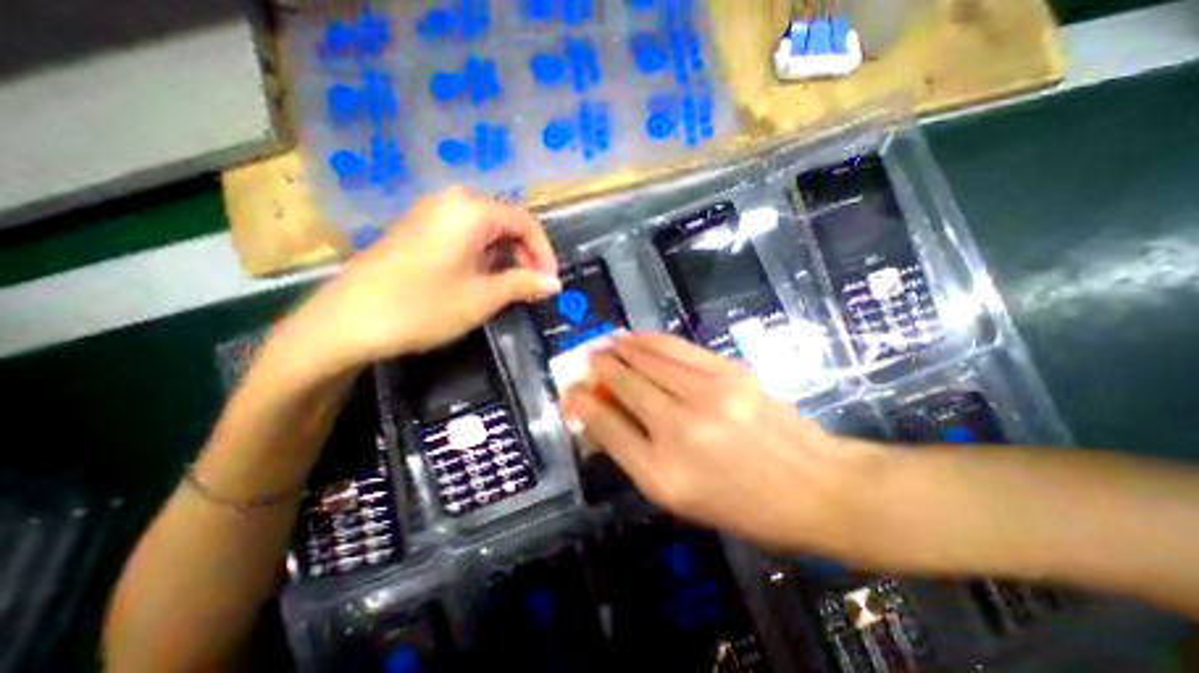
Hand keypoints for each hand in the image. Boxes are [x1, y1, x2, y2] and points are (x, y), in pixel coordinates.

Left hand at [273, 187, 559, 380]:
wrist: (346, 321)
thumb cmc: (422, 307)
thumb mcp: (482, 298)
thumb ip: (523, 285)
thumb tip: (555, 283)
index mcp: (471, 210)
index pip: (526, 223)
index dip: (544, 254)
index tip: (549, 283)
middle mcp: (453, 201)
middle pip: (506, 223)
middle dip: (526, 255)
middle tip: (533, 288)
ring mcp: (431, 212)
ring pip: (487, 230)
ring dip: (506, 258)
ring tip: (512, 288)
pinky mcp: (418, 228)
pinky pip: (465, 235)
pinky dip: (484, 256)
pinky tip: (483, 280)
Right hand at [562, 334, 877, 555]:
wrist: (814, 487)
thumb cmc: (741, 504)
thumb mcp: (679, 496)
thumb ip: (636, 453)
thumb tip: (602, 415)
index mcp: (662, 473)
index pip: (607, 426)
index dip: (583, 404)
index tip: (571, 391)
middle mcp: (679, 428)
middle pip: (625, 384)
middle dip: (600, 367)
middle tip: (589, 358)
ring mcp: (707, 394)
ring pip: (649, 359)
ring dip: (622, 347)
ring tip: (609, 342)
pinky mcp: (729, 373)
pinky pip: (678, 348)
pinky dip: (652, 340)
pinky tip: (638, 337)